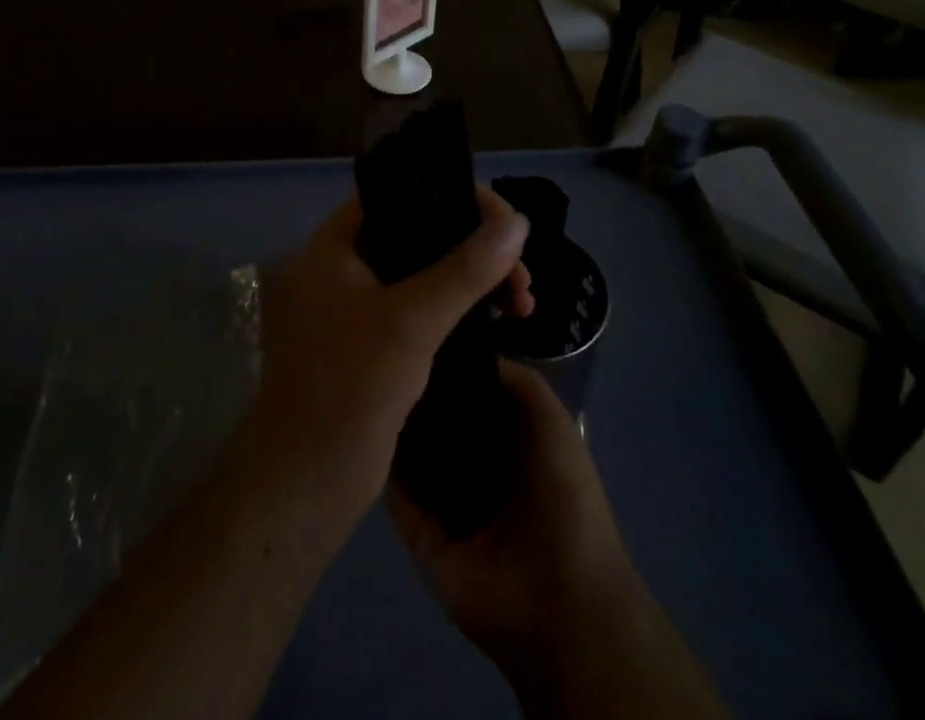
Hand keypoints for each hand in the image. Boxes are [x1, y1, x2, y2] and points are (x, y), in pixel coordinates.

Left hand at [243, 187, 533, 522]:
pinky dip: (457, 308)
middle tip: (521, 274)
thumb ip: (466, 268)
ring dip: (472, 280)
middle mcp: (342, 267)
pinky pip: (421, 307)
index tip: (500, 218)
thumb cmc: (349, 388)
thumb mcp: (411, 321)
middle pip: (417, 232)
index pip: (396, 193)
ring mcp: (356, 307)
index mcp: (333, 246)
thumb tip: (518, 221)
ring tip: (522, 302)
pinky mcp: (371, 344)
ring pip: (424, 273)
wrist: (305, 485)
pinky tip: (497, 322)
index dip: (449, 194)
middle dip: (473, 245)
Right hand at [387, 361, 639, 673]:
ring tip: (365, 378)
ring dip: (394, 421)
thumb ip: (513, 379)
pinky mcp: (419, 532)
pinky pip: (393, 489)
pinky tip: (362, 423)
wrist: (558, 598)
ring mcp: (443, 499)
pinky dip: (380, 461)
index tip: (416, 327)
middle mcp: (473, 464)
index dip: (447, 362)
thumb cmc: (562, 495)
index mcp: (506, 437)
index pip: (466, 390)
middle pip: (435, 417)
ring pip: (409, 449)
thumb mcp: (550, 419)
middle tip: (384, 351)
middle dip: (416, 389)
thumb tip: (462, 352)